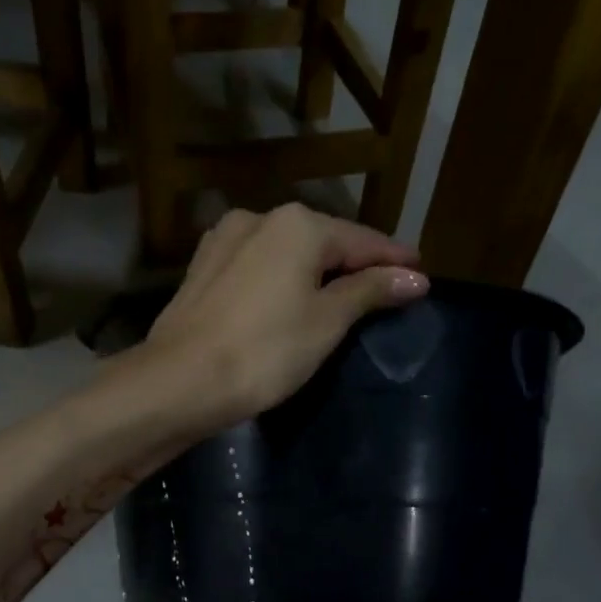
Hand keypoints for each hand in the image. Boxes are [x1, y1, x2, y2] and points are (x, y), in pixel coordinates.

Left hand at [140, 204, 426, 434]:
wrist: (178, 382)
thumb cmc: (264, 352)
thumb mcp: (326, 322)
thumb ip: (369, 292)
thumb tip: (414, 276)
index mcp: (297, 224)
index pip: (361, 240)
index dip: (393, 258)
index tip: (421, 274)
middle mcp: (259, 219)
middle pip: (323, 240)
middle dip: (355, 263)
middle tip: (386, 287)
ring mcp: (224, 242)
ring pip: (287, 253)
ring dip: (316, 271)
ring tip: (342, 293)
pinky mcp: (202, 270)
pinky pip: (258, 268)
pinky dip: (282, 280)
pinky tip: (291, 297)